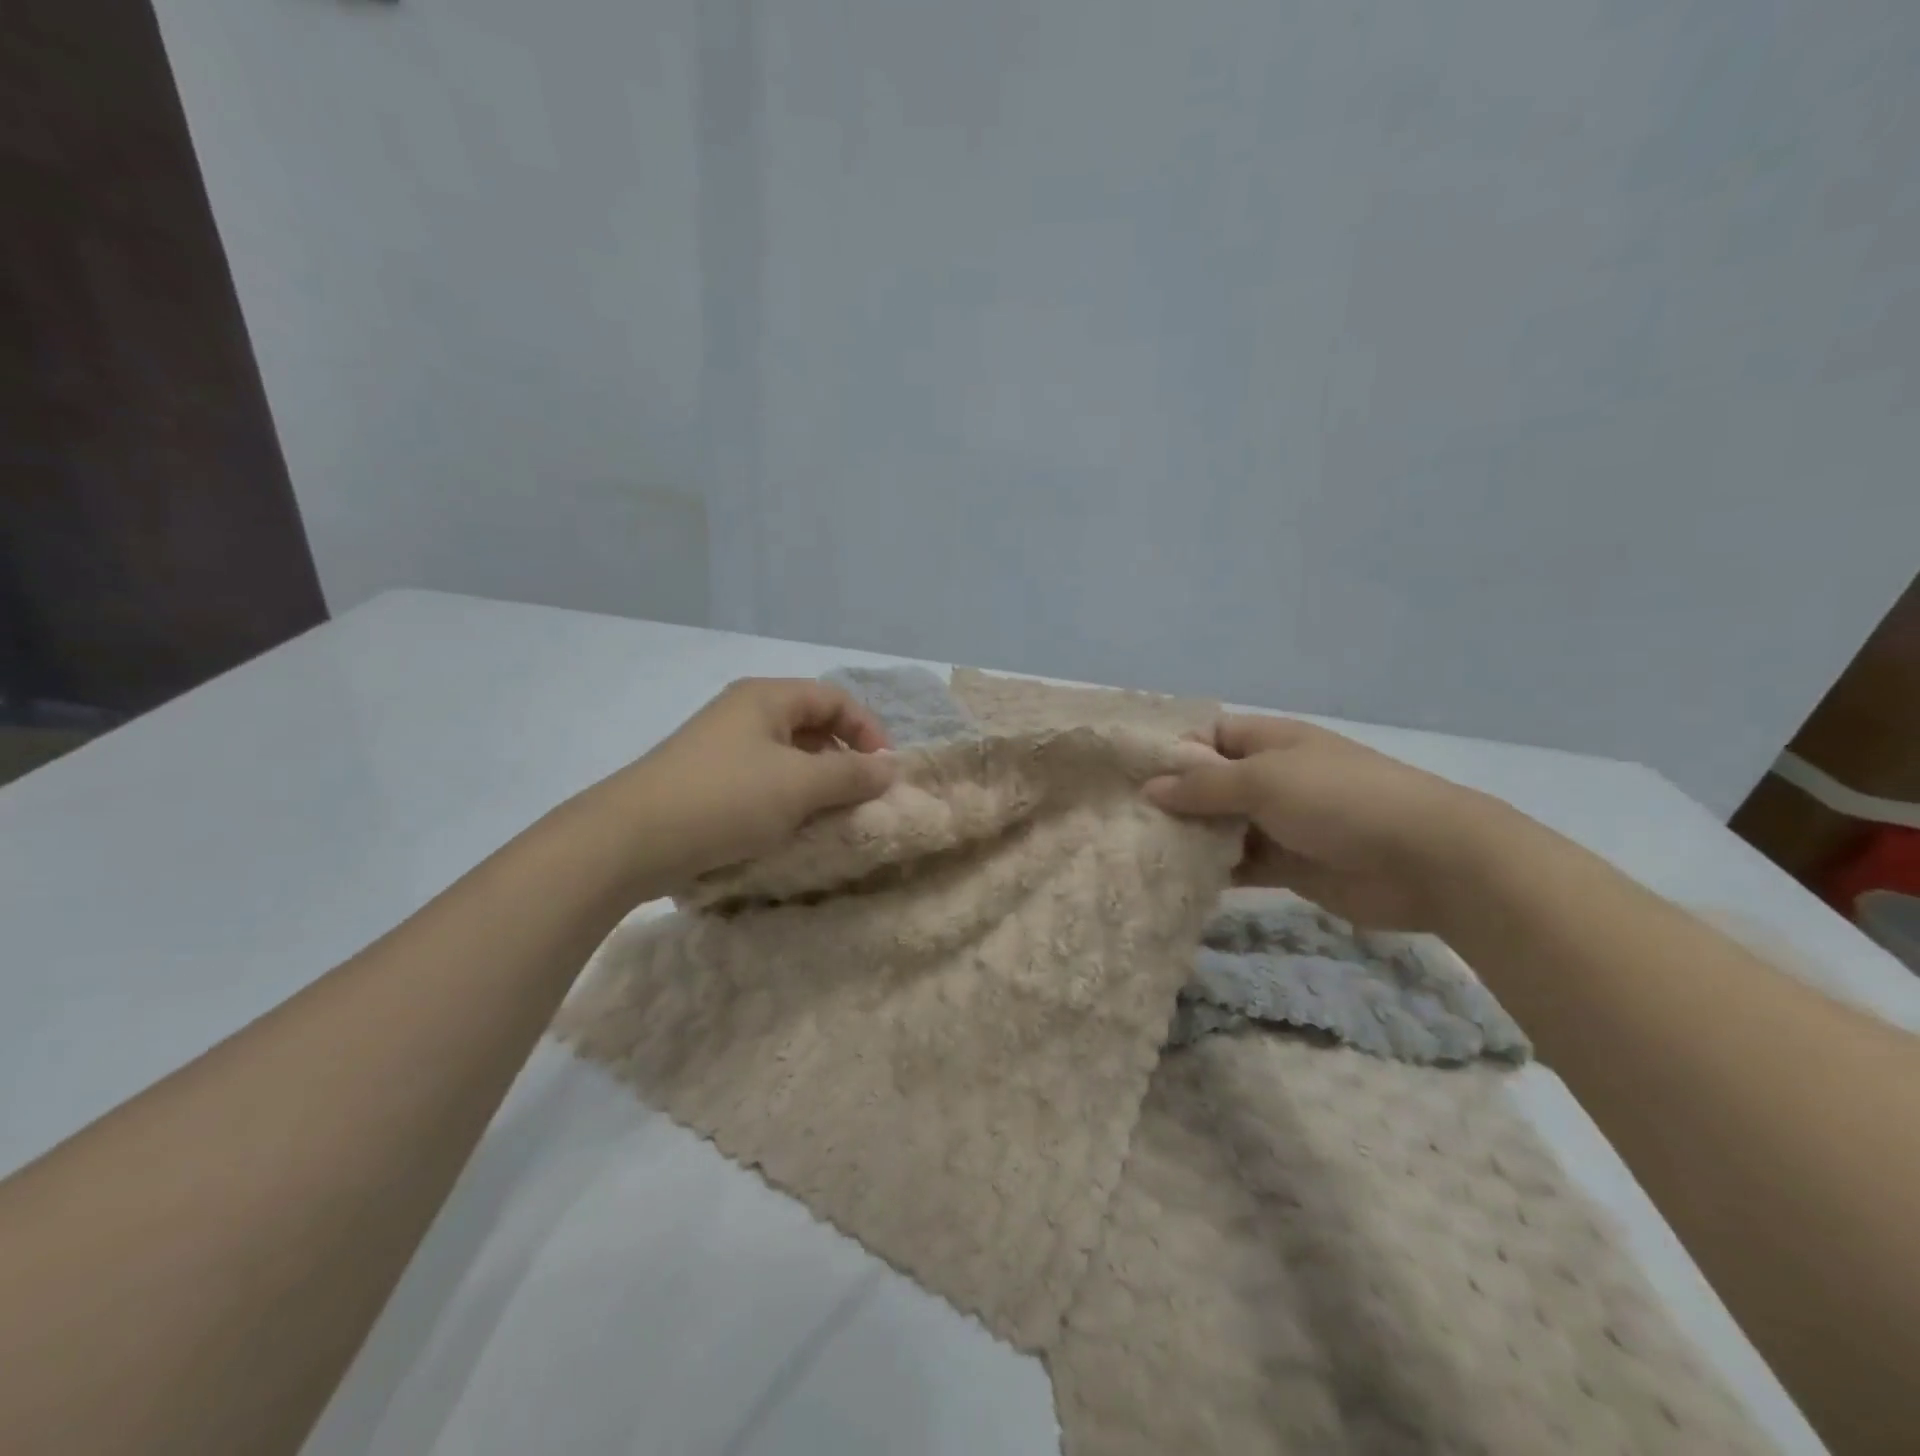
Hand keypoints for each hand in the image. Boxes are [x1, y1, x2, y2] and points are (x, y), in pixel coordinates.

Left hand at [603, 678, 895, 883]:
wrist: (629, 840)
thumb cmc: (725, 799)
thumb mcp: (800, 785)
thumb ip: (852, 775)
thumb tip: (891, 768)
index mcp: (767, 698)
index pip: (835, 698)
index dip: (868, 730)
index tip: (885, 771)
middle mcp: (744, 713)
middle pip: (811, 725)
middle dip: (844, 759)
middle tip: (861, 797)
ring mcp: (721, 747)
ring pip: (787, 756)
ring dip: (816, 783)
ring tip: (830, 817)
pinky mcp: (707, 781)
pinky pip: (763, 780)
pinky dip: (787, 799)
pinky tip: (790, 828)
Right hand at [1143, 715, 1506, 930]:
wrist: (1428, 861)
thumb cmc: (1341, 801)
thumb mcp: (1265, 781)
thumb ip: (1205, 786)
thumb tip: (1150, 788)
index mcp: (1270, 743)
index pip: (1209, 737)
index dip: (1172, 752)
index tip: (1129, 775)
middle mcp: (1272, 778)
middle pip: (1210, 784)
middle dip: (1172, 800)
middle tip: (1123, 820)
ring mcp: (1281, 823)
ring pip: (1222, 827)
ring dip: (1190, 838)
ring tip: (1139, 852)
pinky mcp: (1289, 866)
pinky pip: (1240, 864)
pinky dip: (1214, 871)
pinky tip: (1177, 881)